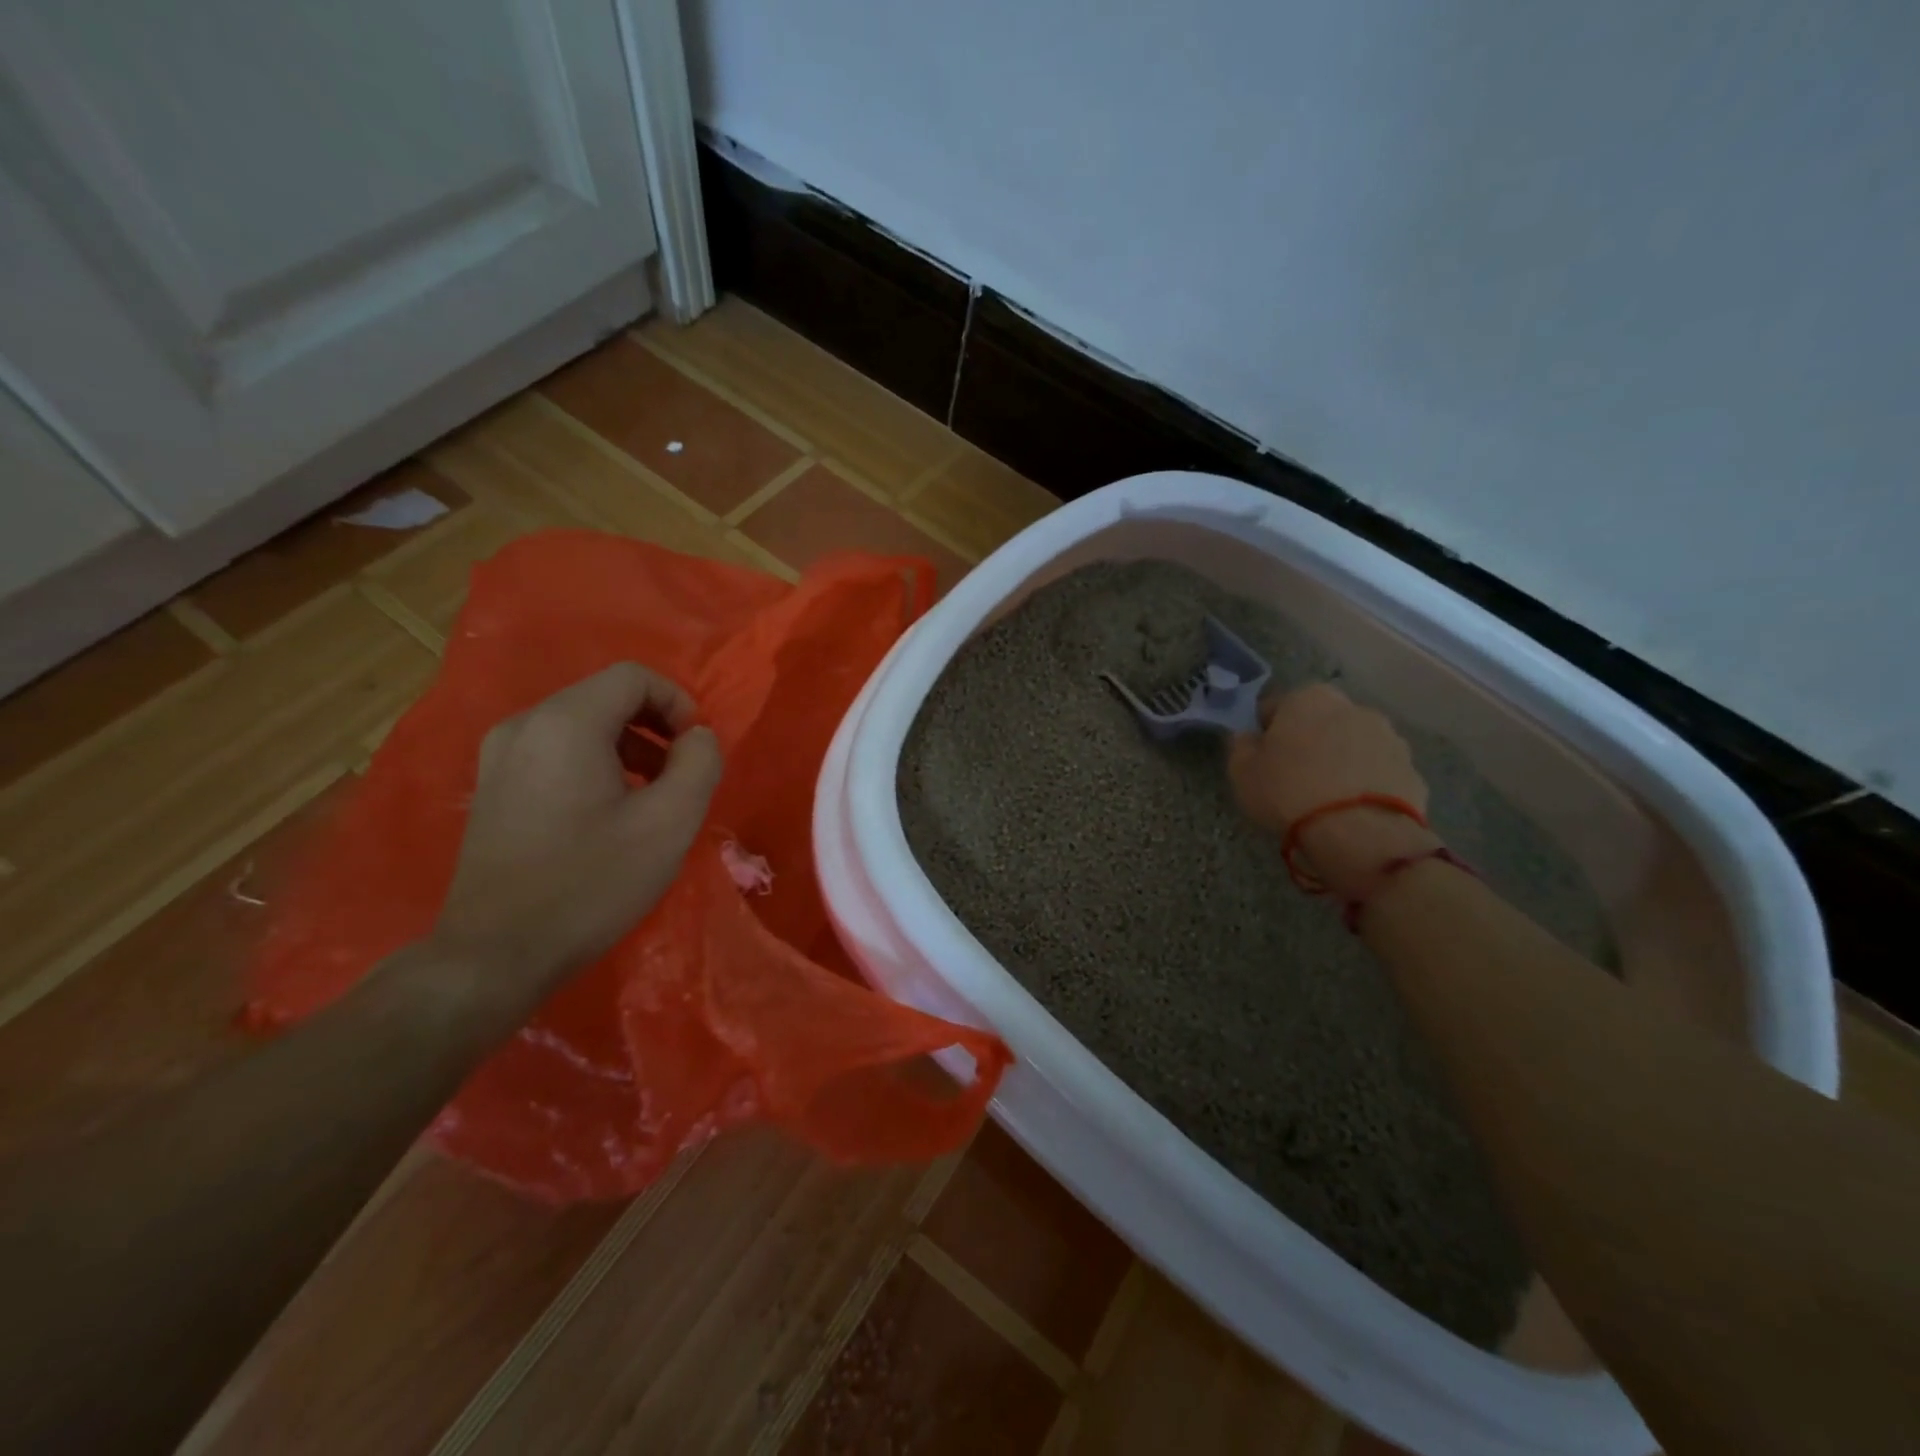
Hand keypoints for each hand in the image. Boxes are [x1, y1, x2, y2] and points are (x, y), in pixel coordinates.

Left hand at [430, 662, 722, 1006]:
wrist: (495, 954)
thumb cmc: (591, 883)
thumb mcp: (670, 823)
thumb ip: (700, 763)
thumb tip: (698, 738)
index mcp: (566, 723)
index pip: (633, 677)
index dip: (677, 702)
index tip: (696, 749)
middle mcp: (525, 725)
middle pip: (605, 697)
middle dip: (654, 727)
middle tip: (680, 775)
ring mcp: (499, 756)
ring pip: (580, 725)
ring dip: (627, 747)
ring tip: (650, 797)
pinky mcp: (492, 787)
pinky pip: (555, 751)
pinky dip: (594, 764)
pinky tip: (607, 814)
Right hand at [1227, 683, 1436, 896]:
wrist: (1359, 833)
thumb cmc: (1289, 792)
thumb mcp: (1241, 771)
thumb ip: (1241, 746)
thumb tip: (1249, 738)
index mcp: (1308, 698)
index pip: (1277, 707)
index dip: (1265, 732)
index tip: (1261, 758)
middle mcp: (1353, 707)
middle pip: (1321, 722)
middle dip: (1309, 743)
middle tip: (1293, 778)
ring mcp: (1389, 738)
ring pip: (1353, 746)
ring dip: (1341, 762)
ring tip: (1326, 799)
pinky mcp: (1412, 771)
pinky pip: (1378, 774)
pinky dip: (1366, 786)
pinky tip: (1351, 812)